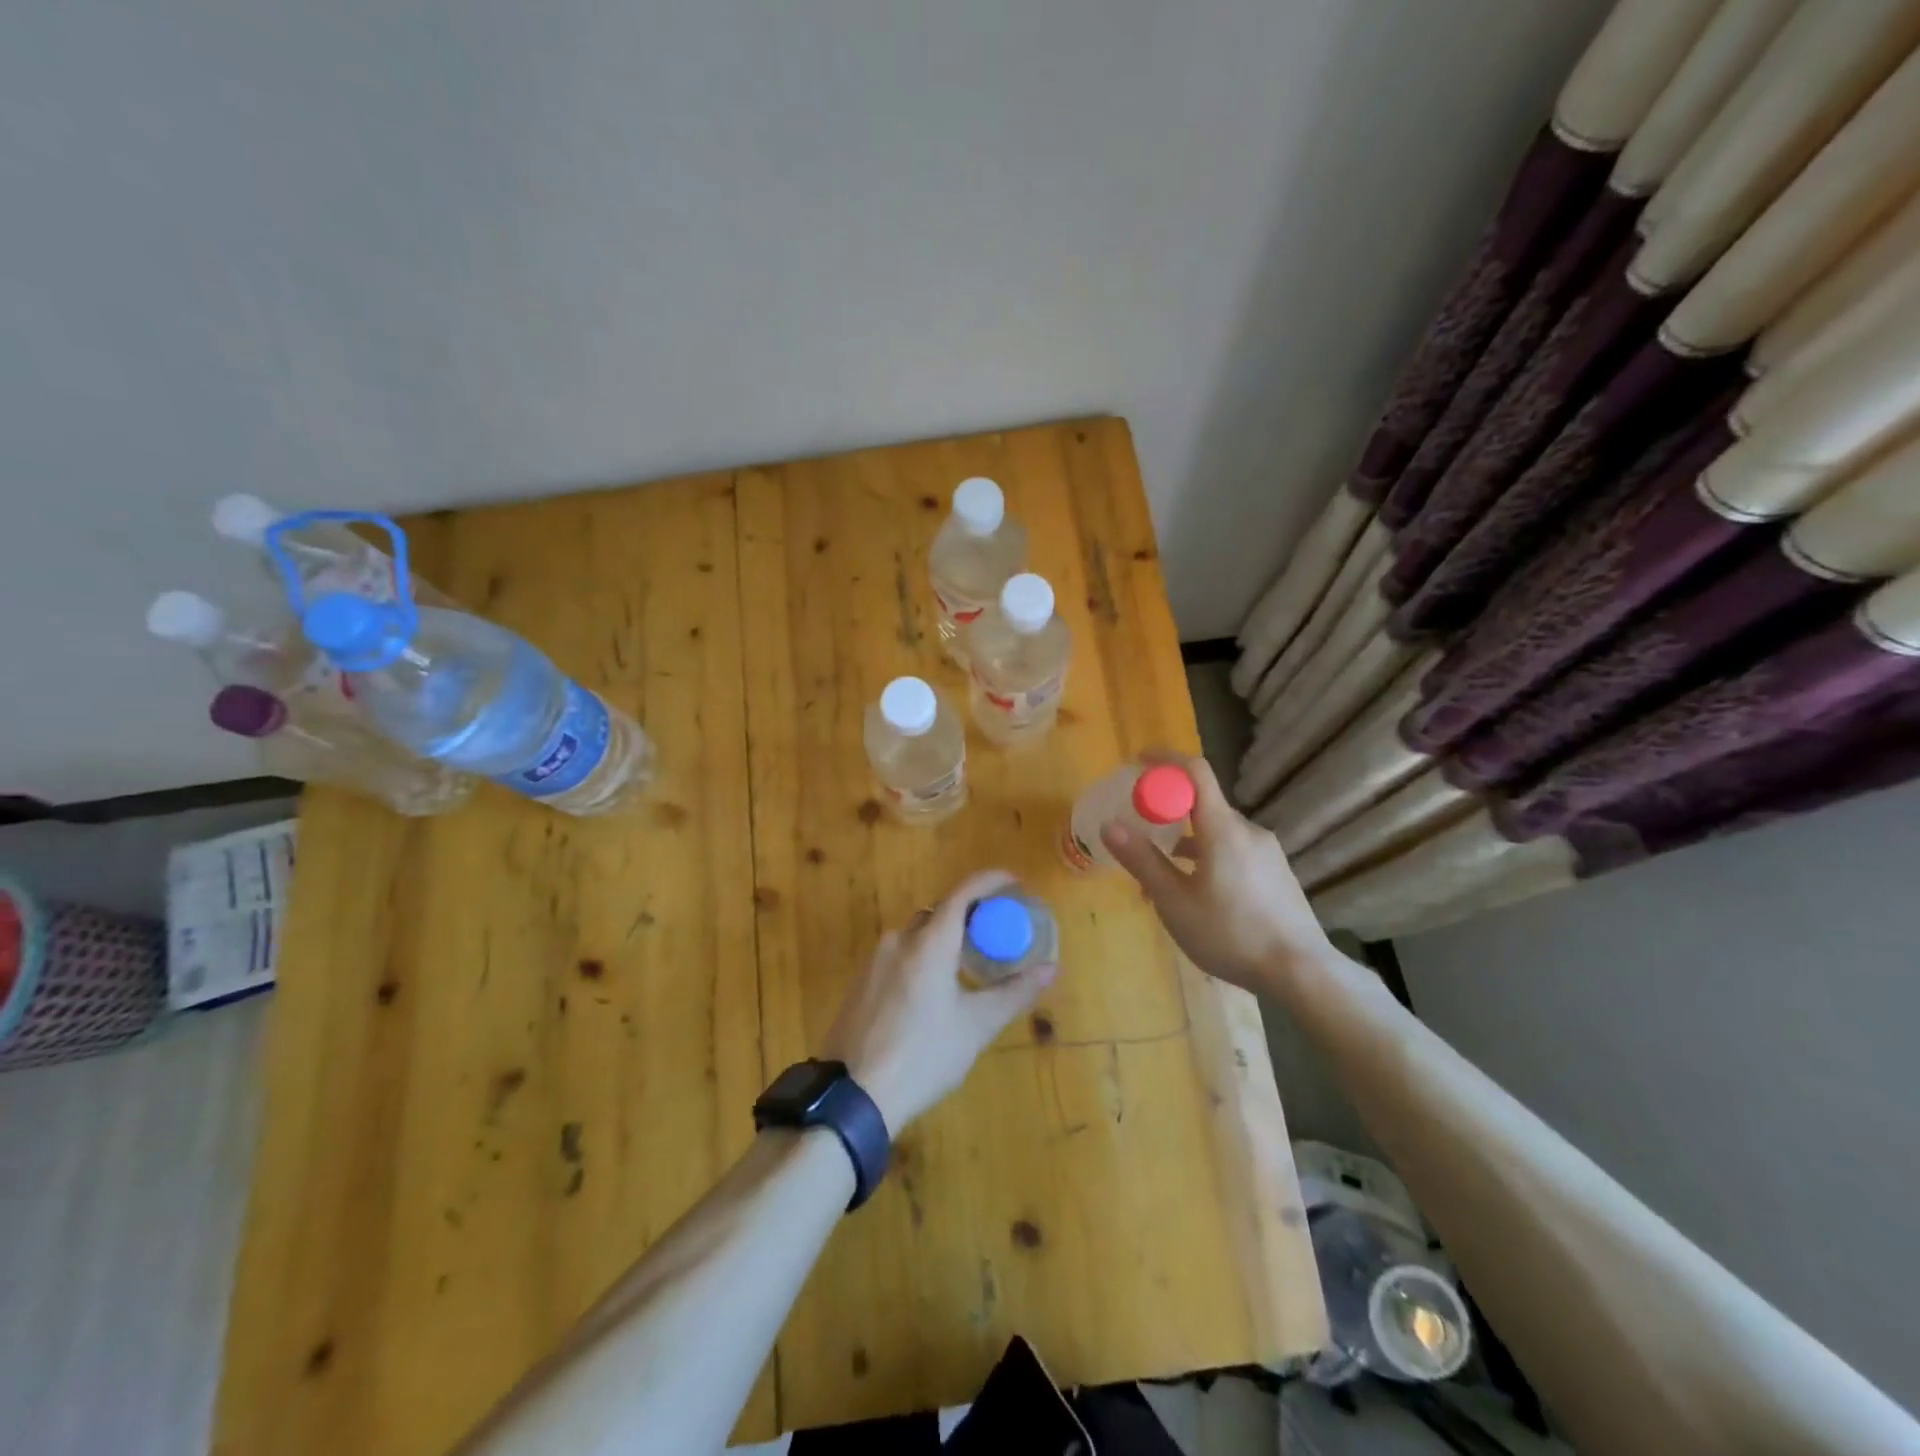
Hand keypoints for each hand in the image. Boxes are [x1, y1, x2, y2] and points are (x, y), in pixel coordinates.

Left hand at [819, 869, 1057, 1131]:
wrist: (851, 1095)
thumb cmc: (922, 1056)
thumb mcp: (976, 1027)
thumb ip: (1014, 993)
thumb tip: (1051, 969)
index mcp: (929, 943)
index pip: (963, 893)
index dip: (990, 881)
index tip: (1014, 883)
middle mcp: (899, 939)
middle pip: (939, 913)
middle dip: (969, 916)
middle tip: (996, 934)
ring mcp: (875, 960)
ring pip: (918, 935)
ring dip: (945, 940)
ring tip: (969, 966)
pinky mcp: (861, 981)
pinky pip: (900, 954)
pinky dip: (923, 957)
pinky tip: (933, 992)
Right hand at [1100, 753, 1328, 992]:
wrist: (1303, 972)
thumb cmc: (1231, 934)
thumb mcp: (1175, 902)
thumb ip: (1143, 860)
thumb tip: (1109, 826)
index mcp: (1223, 829)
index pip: (1195, 772)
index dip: (1165, 760)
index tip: (1137, 763)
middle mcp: (1248, 831)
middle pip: (1203, 804)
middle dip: (1168, 813)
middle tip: (1139, 836)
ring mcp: (1267, 852)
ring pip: (1217, 833)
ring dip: (1186, 843)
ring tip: (1161, 880)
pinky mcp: (1276, 873)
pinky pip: (1234, 851)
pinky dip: (1208, 858)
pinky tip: (1197, 896)